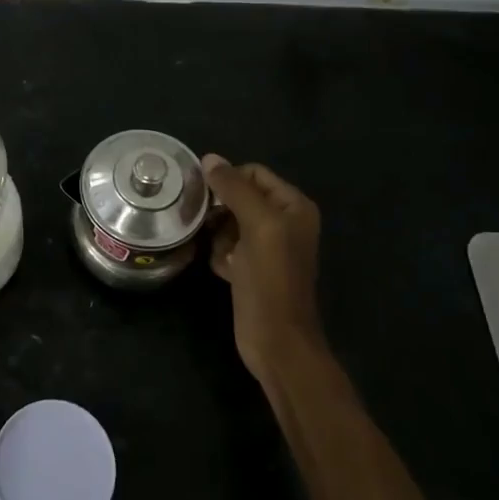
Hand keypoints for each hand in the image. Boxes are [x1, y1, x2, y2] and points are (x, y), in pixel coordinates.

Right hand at [202, 156, 324, 383]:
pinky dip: (220, 254)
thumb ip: (235, 189)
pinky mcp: (250, 268)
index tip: (205, 196)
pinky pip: (225, 246)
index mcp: (293, 206)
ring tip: (221, 253)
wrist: (276, 341)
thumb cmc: (271, 280)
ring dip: (218, 234)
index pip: (253, 173)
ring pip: (228, 222)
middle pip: (239, 197)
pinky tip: (222, 270)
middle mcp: (283, 222)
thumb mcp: (257, 226)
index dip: (228, 181)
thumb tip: (209, 158)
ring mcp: (266, 247)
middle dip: (220, 210)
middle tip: (207, 224)